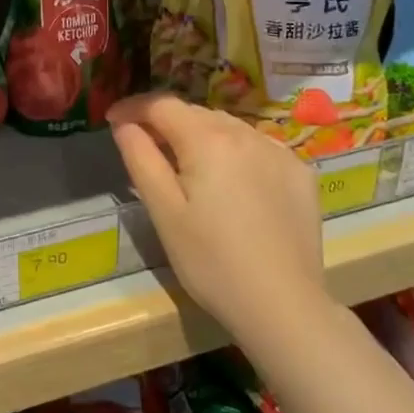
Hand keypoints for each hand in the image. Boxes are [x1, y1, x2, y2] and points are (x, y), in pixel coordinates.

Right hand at [107, 93, 329, 346]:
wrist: (284, 307)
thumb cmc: (211, 262)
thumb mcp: (164, 212)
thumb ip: (141, 158)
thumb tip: (124, 124)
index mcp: (207, 139)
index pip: (161, 104)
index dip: (133, 107)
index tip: (113, 119)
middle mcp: (245, 133)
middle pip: (195, 113)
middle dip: (166, 123)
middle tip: (147, 147)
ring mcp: (278, 151)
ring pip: (228, 127)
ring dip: (202, 135)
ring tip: (189, 166)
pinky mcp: (300, 173)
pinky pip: (258, 147)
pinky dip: (236, 152)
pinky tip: (233, 182)